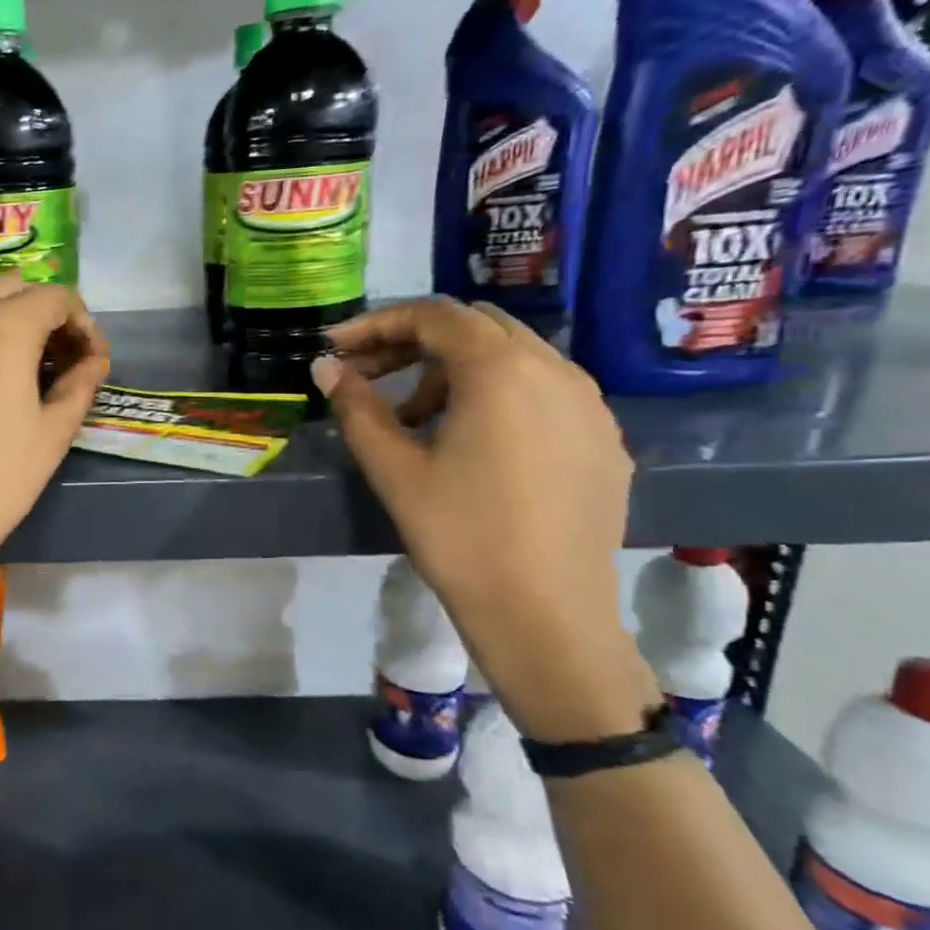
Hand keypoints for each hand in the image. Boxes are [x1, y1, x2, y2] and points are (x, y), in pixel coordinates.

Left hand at [0, 275, 109, 604]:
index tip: (88, 358)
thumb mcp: (53, 434)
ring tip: (5, 376)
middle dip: (37, 312)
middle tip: (51, 358)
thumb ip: (80, 385)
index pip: (53, 296)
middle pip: (6, 289)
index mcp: (3, 329)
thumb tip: (94, 362)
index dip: (81, 321)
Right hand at [313, 298, 656, 739]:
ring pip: (513, 357)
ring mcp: (589, 404)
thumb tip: (325, 368)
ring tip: (415, 418)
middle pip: (475, 327)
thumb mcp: (393, 469)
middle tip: (369, 376)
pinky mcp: (604, 439)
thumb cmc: (460, 535)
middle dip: (414, 342)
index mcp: (500, 370)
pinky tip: (473, 443)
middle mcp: (555, 369)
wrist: (547, 613)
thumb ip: (356, 407)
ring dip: (455, 370)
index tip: (336, 348)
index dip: (376, 324)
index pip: (433, 316)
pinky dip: (497, 395)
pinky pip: (544, 392)